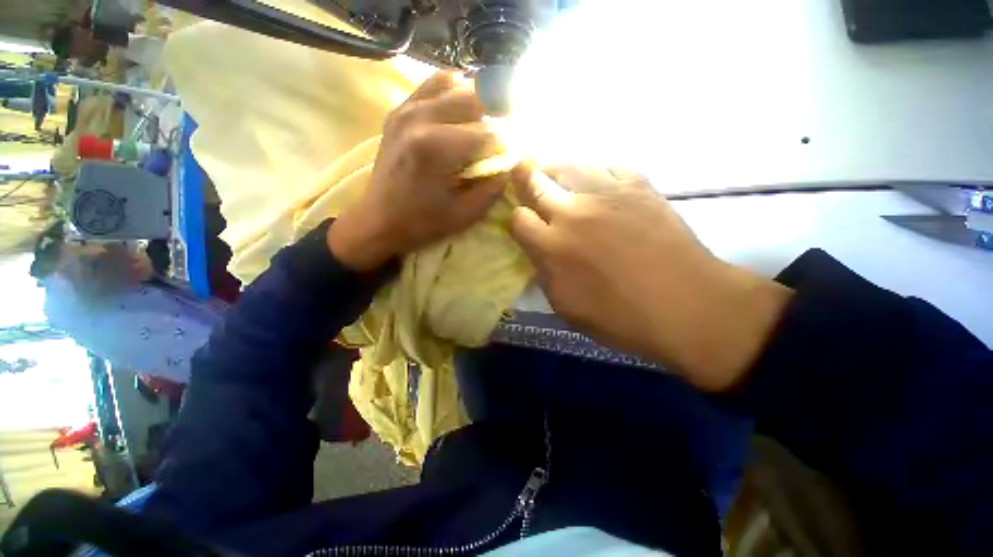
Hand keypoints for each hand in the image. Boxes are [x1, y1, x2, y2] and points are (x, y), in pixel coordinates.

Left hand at [329, 71, 518, 270]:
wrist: (378, 221)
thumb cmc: (422, 223)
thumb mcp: (465, 215)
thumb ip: (492, 188)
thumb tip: (509, 164)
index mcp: (438, 148)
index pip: (488, 132)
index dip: (507, 142)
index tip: (513, 153)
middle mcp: (421, 118)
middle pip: (474, 98)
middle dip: (495, 117)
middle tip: (501, 137)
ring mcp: (406, 109)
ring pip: (455, 84)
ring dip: (476, 101)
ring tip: (482, 124)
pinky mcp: (399, 110)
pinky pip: (432, 85)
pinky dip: (452, 92)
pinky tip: (459, 112)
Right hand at [509, 166, 792, 390]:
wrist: (685, 305)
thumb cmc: (620, 317)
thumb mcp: (565, 307)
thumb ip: (544, 274)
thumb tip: (539, 251)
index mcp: (552, 246)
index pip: (518, 218)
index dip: (516, 218)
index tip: (524, 222)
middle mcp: (572, 213)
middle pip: (535, 182)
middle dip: (524, 176)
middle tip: (522, 171)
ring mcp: (606, 194)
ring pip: (569, 163)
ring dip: (555, 166)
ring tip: (553, 168)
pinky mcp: (638, 186)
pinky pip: (609, 163)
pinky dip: (597, 168)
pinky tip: (596, 178)